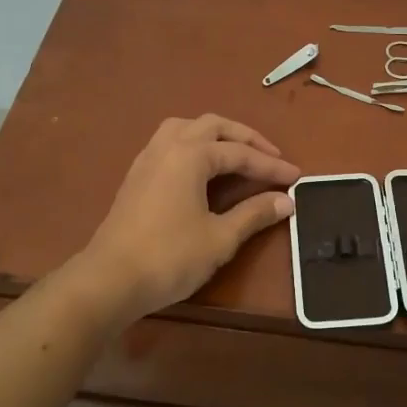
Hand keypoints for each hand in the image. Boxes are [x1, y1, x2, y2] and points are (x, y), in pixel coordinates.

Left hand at [79, 115, 298, 322]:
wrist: (109, 280)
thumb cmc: (170, 257)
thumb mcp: (220, 238)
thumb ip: (254, 214)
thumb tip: (287, 201)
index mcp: (190, 155)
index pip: (240, 153)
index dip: (271, 166)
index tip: (297, 177)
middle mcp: (168, 146)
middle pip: (213, 126)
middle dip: (245, 139)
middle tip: (270, 158)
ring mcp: (147, 159)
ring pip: (186, 129)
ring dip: (215, 136)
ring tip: (236, 154)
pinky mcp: (136, 176)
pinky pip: (170, 144)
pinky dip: (194, 146)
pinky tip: (202, 170)